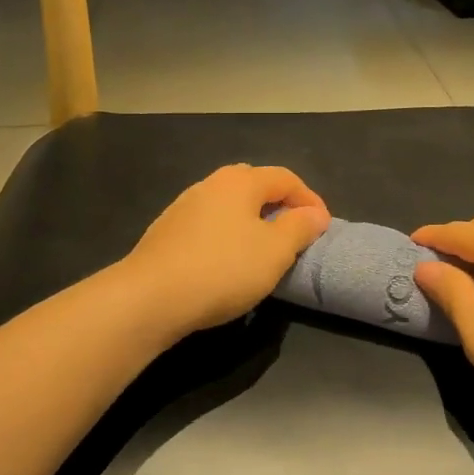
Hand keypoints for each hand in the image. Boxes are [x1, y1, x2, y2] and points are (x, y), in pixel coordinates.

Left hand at [122, 165, 330, 335]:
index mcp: (240, 181)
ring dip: (251, 222)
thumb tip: (314, 213)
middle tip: (293, 234)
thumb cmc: (223, 269)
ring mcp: (183, 206)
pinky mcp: (166, 232)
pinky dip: (227, 236)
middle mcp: (210, 184)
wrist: (151, 297)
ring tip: (263, 251)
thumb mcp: (275, 251)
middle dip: (279, 205)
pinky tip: (226, 263)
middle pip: (254, 185)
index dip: (310, 200)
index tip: (322, 228)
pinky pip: (208, 225)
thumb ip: (299, 228)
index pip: (286, 178)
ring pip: (229, 206)